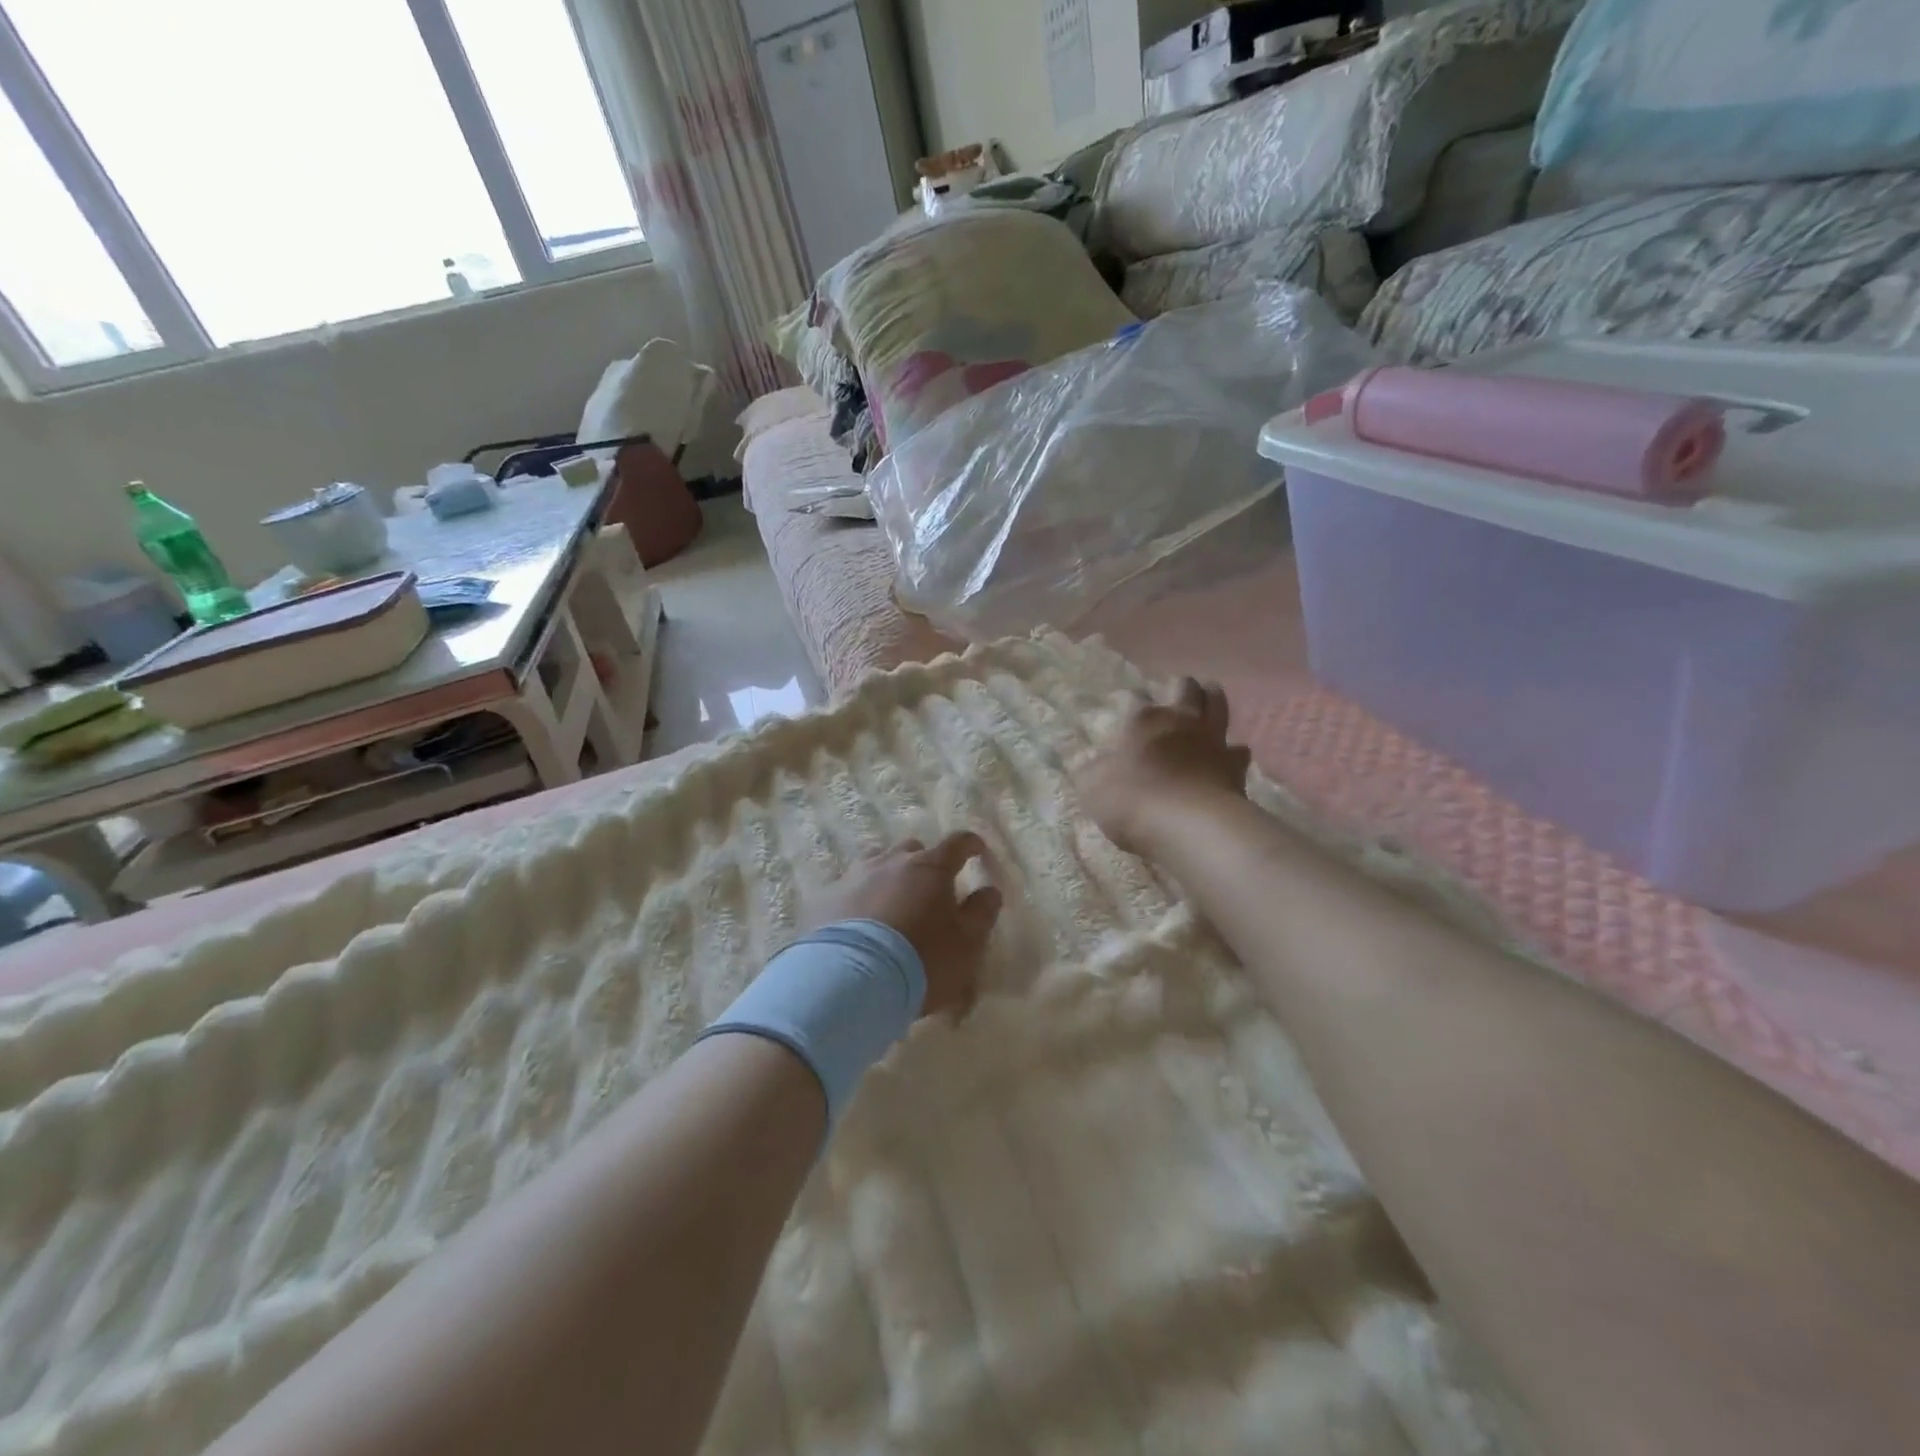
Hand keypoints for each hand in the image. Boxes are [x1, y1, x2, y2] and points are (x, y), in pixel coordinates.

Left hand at [804, 832, 1001, 1018]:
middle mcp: (892, 862)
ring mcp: (855, 876)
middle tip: (930, 889)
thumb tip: (989, 890)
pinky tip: (860, 923)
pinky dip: (860, 900)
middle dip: (925, 863)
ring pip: (877, 865)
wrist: (850, 981)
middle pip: (913, 850)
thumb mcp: (967, 943)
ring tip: (892, 905)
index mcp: (931, 867)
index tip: (977, 850)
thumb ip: (982, 913)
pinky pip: (849, 890)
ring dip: (889, 878)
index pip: (958, 843)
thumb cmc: (922, 959)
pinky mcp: (826, 898)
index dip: (971, 844)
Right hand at [1076, 678, 1251, 855]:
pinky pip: (1238, 750)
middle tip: (1175, 692)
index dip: (1129, 703)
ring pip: (1218, 705)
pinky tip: (1227, 760)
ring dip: (1212, 701)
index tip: (1124, 712)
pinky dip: (1232, 752)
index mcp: (1142, 720)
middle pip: (1186, 687)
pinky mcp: (1236, 766)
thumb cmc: (1132, 801)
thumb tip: (1088, 761)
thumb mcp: (1092, 787)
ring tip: (1207, 704)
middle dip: (1181, 686)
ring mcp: (1212, 740)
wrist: (1190, 826)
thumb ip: (1091, 769)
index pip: (1133, 700)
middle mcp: (1179, 720)